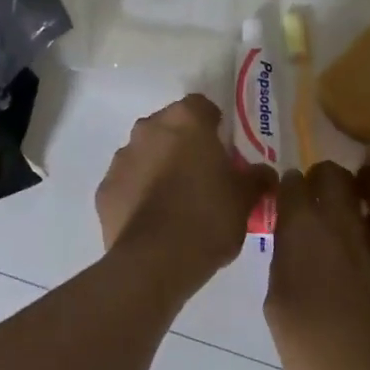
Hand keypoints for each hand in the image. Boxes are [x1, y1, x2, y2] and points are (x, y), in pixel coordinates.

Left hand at [95, 95, 274, 299]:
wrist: (155, 262)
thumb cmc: (208, 218)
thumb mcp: (245, 199)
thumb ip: (256, 178)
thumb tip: (264, 173)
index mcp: (186, 120)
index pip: (202, 107)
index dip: (214, 126)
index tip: (224, 152)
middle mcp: (149, 129)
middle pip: (170, 127)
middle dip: (184, 146)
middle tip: (203, 177)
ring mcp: (122, 158)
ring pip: (145, 154)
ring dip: (159, 168)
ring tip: (177, 203)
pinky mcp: (105, 189)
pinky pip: (128, 184)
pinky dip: (138, 194)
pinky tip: (154, 221)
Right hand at [264, 163, 369, 369]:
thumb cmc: (321, 352)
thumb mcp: (279, 311)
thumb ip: (282, 268)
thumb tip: (291, 250)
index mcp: (305, 229)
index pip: (293, 181)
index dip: (287, 187)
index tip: (282, 202)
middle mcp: (343, 225)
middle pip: (333, 175)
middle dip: (320, 181)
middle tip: (310, 208)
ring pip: (357, 210)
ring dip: (344, 219)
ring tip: (333, 255)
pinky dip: (363, 255)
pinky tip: (358, 289)